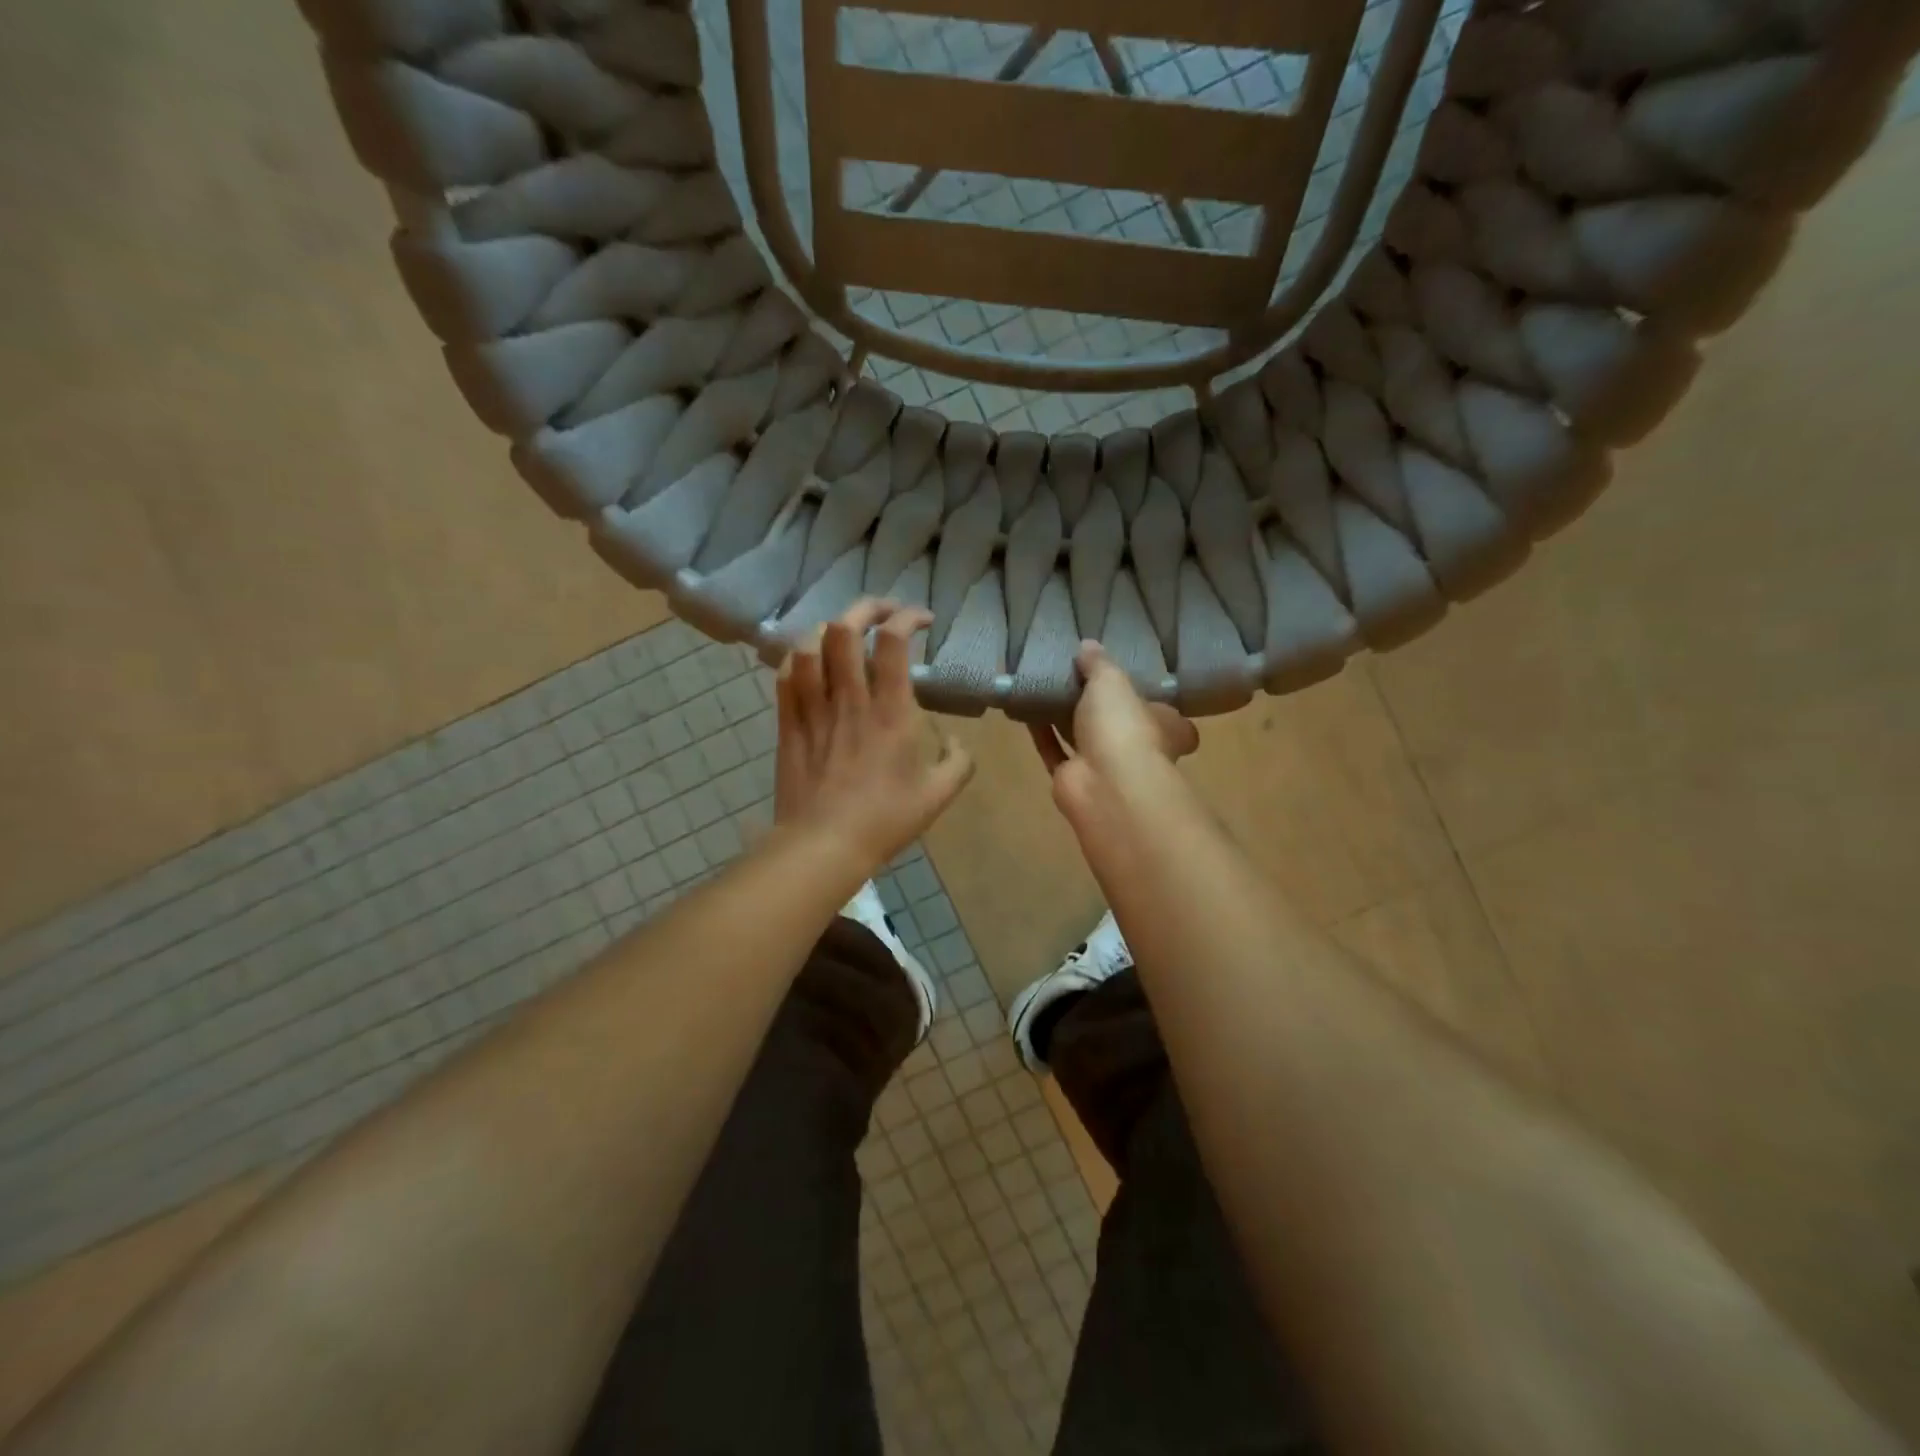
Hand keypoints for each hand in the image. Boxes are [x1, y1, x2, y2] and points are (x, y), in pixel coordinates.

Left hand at [773, 599, 975, 873]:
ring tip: (845, 635)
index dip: (907, 616)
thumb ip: (958, 762)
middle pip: (845, 628)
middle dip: (865, 607)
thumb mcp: (939, 795)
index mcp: (891, 711)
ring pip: (809, 645)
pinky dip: (798, 657)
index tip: (923, 621)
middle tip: (883, 614)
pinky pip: (785, 675)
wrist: (824, 845)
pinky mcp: (788, 723)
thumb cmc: (885, 820)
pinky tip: (810, 661)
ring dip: (829, 629)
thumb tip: (956, 740)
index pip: (893, 641)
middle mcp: (850, 699)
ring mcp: (813, 709)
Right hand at [1029, 641, 1198, 839]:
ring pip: (1083, 738)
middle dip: (1101, 708)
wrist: (1106, 784)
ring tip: (1045, 687)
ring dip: (1066, 717)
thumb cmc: (1124, 726)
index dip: (1150, 700)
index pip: (1166, 714)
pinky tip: (1026, 709)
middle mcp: (1138, 749)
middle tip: (1076, 678)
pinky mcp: (1074, 780)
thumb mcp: (1112, 681)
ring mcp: (1105, 768)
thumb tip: (1088, 645)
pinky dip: (1042, 732)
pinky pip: (1055, 751)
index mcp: (1164, 726)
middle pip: (1120, 725)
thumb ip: (1099, 663)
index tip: (1131, 682)